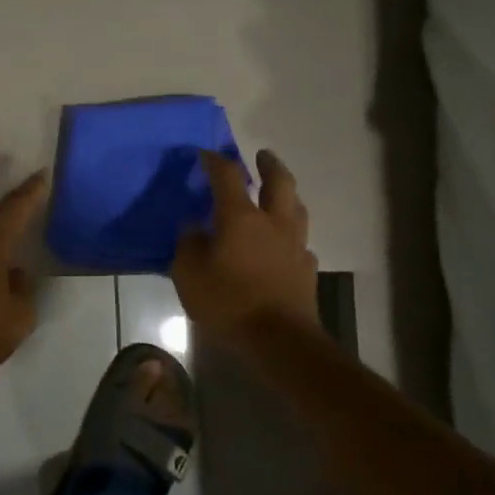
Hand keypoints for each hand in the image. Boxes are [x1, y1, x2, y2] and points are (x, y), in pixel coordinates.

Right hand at [172, 149, 321, 355]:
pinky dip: (290, 235)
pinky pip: (300, 242)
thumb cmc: (228, 303)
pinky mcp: (306, 269)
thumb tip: (194, 227)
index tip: (205, 154)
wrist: (279, 340)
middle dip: (269, 164)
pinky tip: (283, 244)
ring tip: (277, 193)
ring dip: (287, 194)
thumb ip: (188, 245)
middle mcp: (272, 223)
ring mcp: (295, 245)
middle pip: (279, 182)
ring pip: (297, 208)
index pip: (228, 176)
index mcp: (240, 217)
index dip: (215, 161)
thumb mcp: (189, 274)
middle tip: (261, 155)